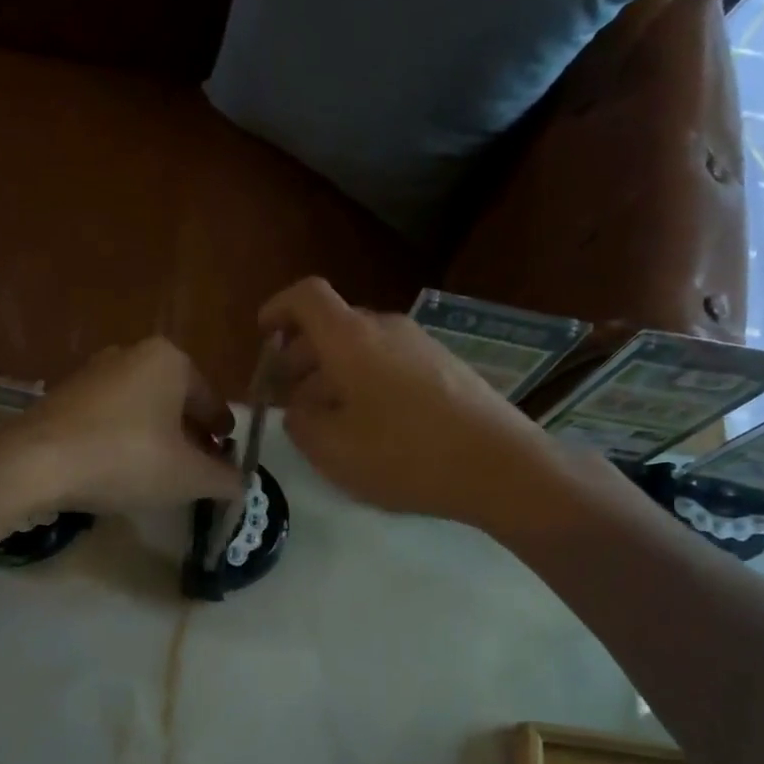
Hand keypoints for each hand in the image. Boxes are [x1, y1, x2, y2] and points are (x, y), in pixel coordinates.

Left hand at [6, 339, 241, 512]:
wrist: (36, 462)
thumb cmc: (126, 458)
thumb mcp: (188, 476)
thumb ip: (223, 479)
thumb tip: (242, 484)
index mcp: (170, 361)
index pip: (211, 401)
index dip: (223, 434)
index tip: (227, 458)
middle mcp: (132, 354)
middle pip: (176, 402)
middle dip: (189, 436)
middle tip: (197, 469)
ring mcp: (94, 372)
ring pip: (142, 409)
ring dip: (156, 438)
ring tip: (160, 473)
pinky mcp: (65, 395)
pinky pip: (110, 417)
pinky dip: (124, 439)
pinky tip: (121, 469)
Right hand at [258, 277, 559, 523]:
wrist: (500, 466)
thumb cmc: (404, 455)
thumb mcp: (332, 449)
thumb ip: (300, 422)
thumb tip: (299, 407)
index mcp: (351, 338)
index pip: (306, 297)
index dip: (278, 309)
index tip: (262, 335)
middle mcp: (386, 327)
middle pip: (333, 325)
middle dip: (301, 355)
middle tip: (287, 395)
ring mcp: (421, 344)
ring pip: (361, 347)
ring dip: (334, 373)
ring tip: (326, 418)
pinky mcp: (445, 366)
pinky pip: (389, 362)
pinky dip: (365, 381)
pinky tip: (371, 424)